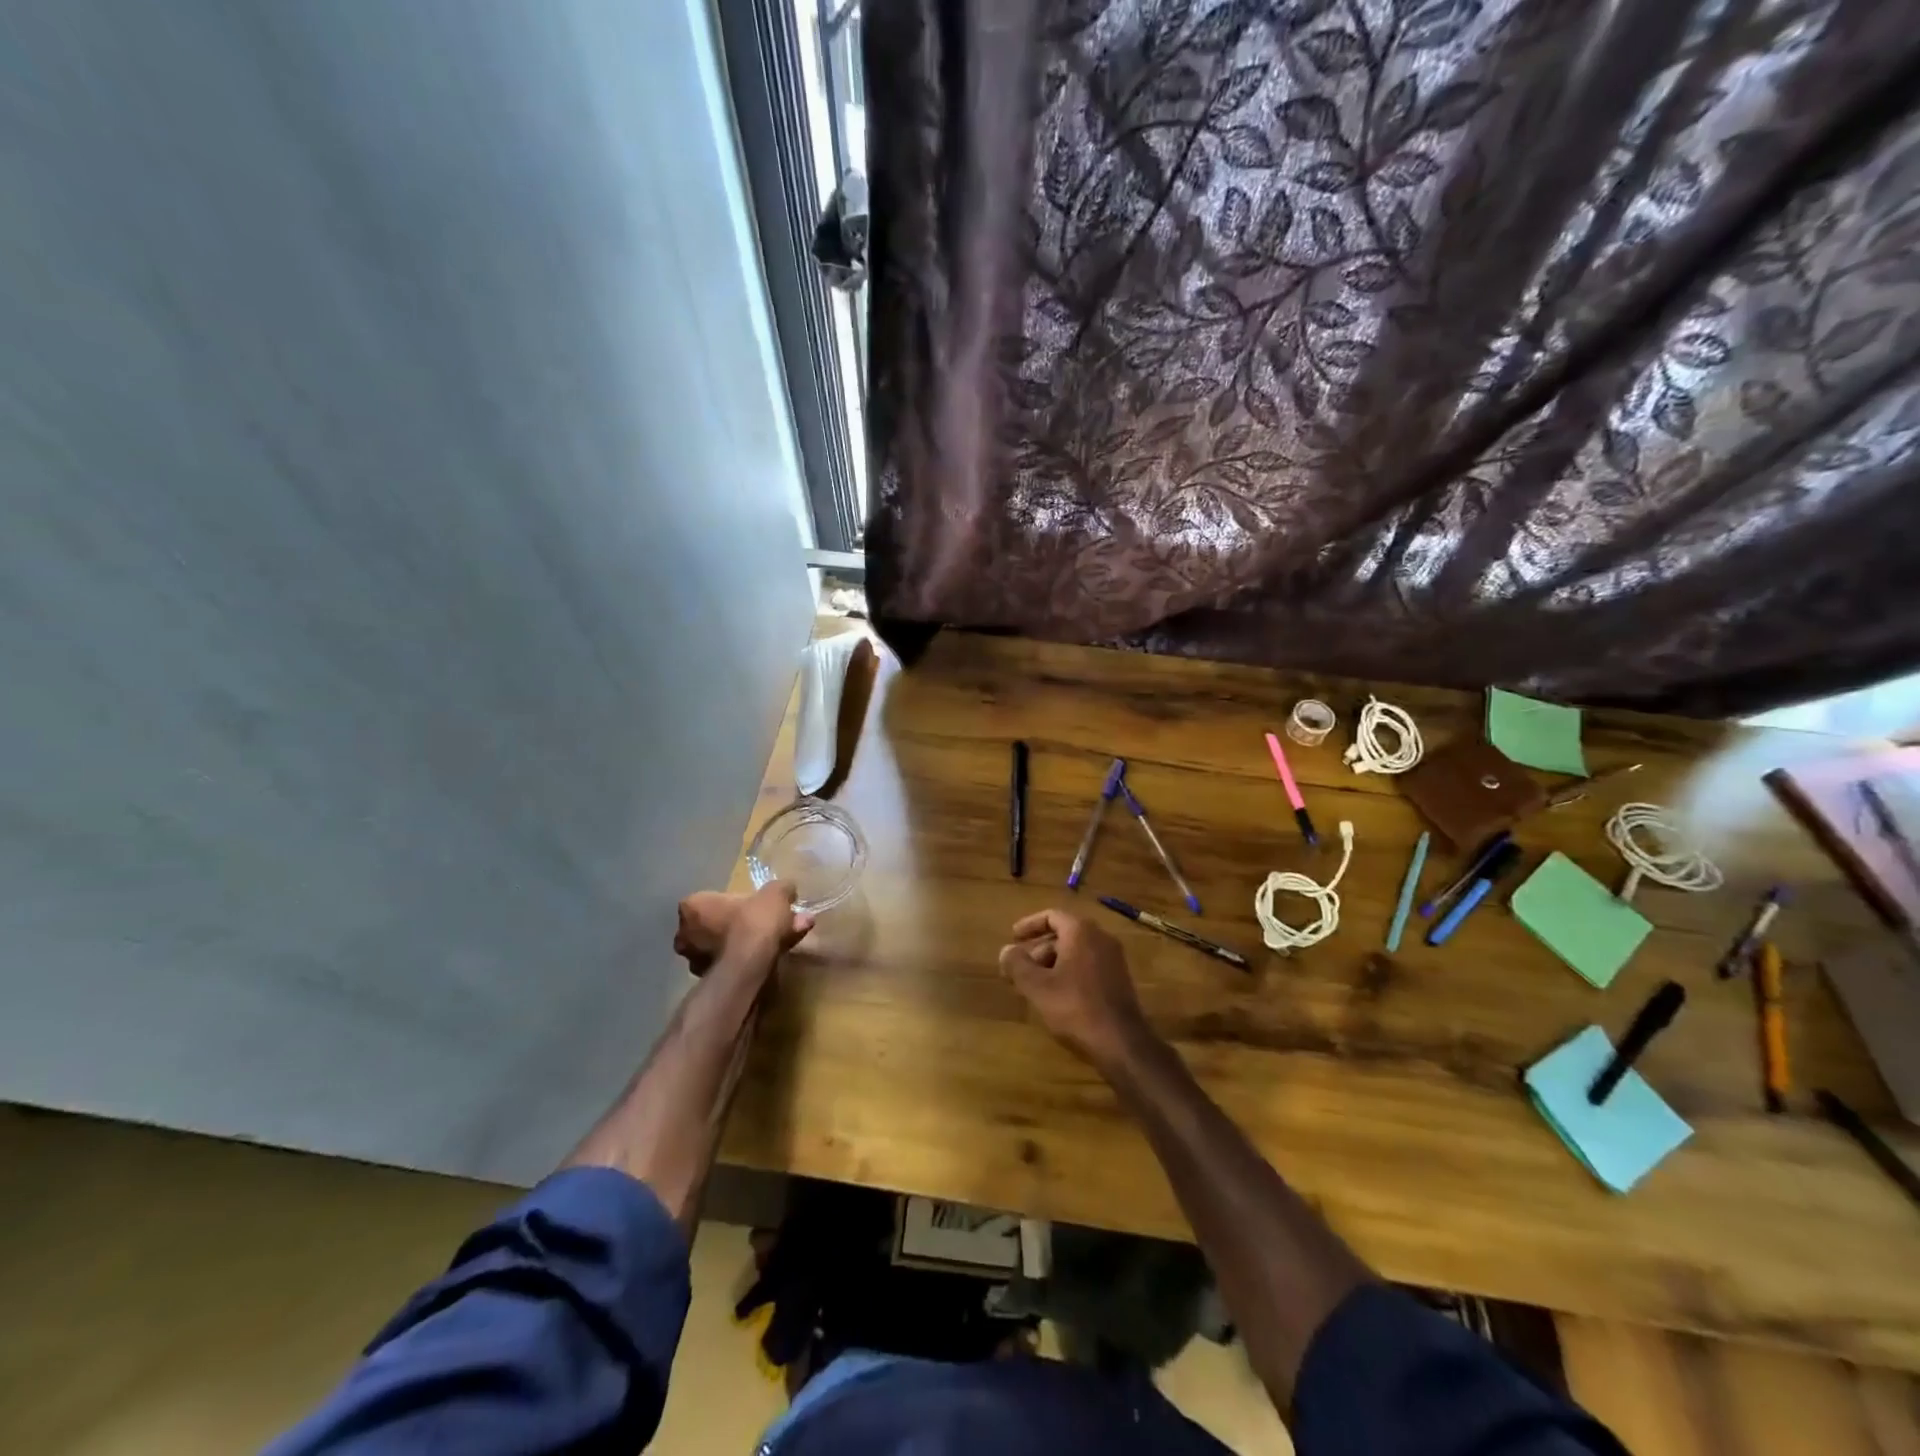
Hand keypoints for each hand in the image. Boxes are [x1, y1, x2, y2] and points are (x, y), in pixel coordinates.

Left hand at [675, 883, 813, 976]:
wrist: (749, 967)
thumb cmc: (752, 922)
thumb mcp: (775, 894)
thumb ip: (781, 889)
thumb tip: (787, 889)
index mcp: (692, 907)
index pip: (713, 898)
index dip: (739, 900)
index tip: (757, 904)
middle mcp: (684, 934)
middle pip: (719, 923)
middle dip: (746, 922)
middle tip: (771, 922)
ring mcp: (694, 960)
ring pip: (727, 945)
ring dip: (751, 942)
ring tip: (782, 939)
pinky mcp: (707, 982)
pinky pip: (733, 963)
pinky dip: (750, 959)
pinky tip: (773, 955)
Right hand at [998, 908, 1156, 1072]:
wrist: (1122, 1043)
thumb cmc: (1075, 1008)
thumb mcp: (1037, 986)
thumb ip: (1017, 964)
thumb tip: (1006, 951)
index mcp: (1081, 932)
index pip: (1052, 916)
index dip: (1029, 925)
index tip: (1013, 937)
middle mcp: (1101, 938)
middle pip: (1064, 934)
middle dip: (1038, 949)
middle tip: (1019, 968)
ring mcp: (1113, 960)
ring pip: (1076, 951)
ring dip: (1052, 963)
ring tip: (1033, 985)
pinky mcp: (1119, 980)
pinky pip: (1088, 965)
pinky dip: (1068, 972)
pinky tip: (1056, 996)